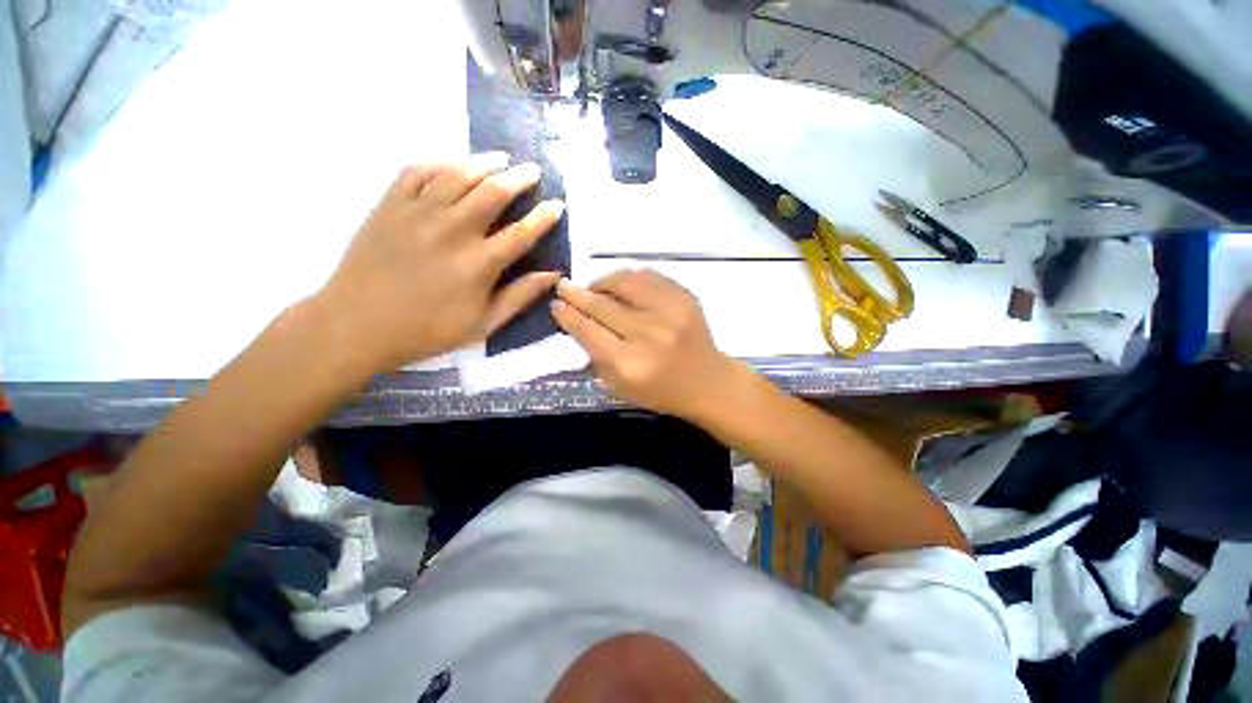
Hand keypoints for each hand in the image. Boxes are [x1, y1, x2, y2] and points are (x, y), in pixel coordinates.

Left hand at [316, 154, 564, 369]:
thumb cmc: (427, 329)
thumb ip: (520, 297)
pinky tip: (454, 164)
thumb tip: (553, 275)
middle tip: (533, 171)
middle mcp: (453, 230)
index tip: (558, 205)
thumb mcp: (483, 324)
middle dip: (519, 178)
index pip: (522, 232)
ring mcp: (418, 213)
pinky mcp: (390, 205)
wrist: (357, 324)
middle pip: (493, 192)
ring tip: (502, 158)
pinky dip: (440, 163)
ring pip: (458, 174)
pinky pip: (418, 171)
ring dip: (485, 163)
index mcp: (479, 263)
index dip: (544, 217)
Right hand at [551, 269, 741, 419]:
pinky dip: (629, 278)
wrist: (708, 382)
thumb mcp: (621, 388)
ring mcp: (669, 312)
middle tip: (564, 286)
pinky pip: (648, 276)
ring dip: (603, 281)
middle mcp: (648, 335)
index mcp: (629, 364)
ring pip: (624, 282)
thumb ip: (596, 357)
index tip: (556, 304)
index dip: (568, 315)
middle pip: (602, 305)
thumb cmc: (661, 391)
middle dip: (577, 293)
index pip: (588, 331)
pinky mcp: (685, 297)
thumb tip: (576, 323)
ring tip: (596, 287)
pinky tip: (623, 286)